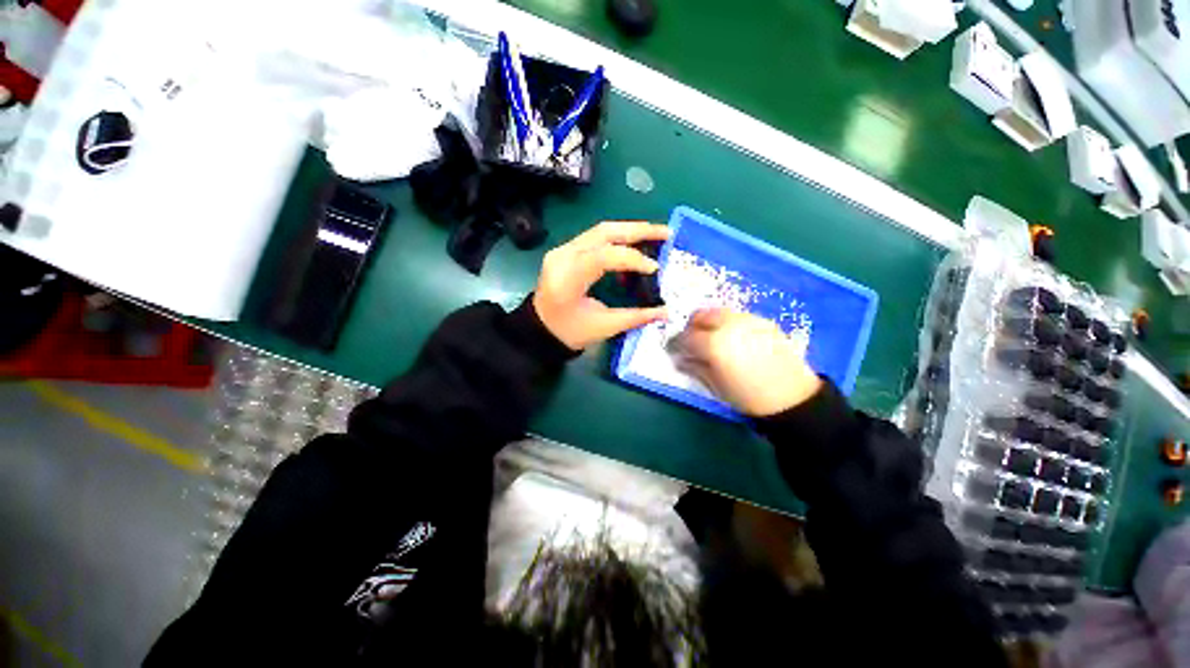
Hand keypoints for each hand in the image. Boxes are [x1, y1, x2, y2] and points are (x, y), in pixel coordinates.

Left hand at [532, 221, 669, 350]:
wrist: (539, 329)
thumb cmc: (568, 332)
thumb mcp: (603, 327)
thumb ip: (635, 317)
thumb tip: (666, 312)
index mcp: (568, 278)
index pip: (603, 256)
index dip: (632, 259)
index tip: (655, 269)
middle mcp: (563, 256)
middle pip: (604, 232)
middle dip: (638, 230)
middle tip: (666, 233)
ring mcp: (562, 249)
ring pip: (600, 230)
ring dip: (630, 230)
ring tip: (656, 234)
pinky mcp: (565, 250)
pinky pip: (595, 237)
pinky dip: (618, 238)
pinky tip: (634, 245)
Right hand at [670, 308, 821, 416]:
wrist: (793, 398)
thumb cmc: (748, 397)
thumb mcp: (716, 386)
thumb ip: (695, 367)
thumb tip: (680, 359)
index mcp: (715, 343)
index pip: (686, 336)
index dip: (678, 343)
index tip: (677, 350)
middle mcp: (730, 325)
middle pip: (701, 315)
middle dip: (692, 326)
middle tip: (692, 342)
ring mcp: (749, 320)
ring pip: (720, 312)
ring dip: (710, 323)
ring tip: (713, 340)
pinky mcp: (764, 322)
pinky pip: (738, 317)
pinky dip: (729, 324)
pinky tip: (734, 340)